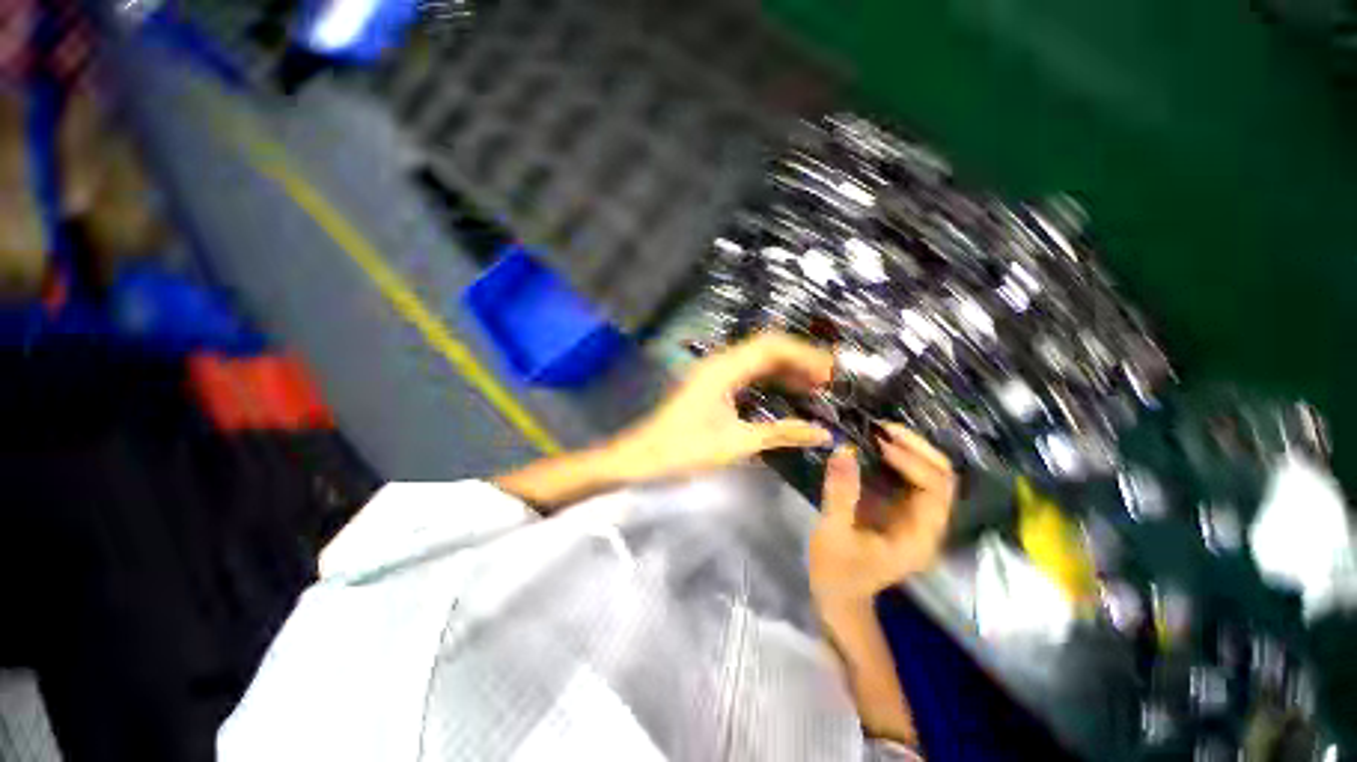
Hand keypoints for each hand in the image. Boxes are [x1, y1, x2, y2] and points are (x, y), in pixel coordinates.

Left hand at [604, 333, 834, 482]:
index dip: (805, 355)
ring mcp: (715, 372)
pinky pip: (748, 373)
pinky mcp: (712, 384)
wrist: (643, 456)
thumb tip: (823, 434)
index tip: (831, 373)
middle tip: (828, 380)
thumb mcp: (737, 444)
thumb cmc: (685, 450)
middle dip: (800, 359)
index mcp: (724, 369)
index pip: (772, 347)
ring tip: (814, 387)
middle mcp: (720, 362)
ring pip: (758, 360)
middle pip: (767, 348)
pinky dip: (770, 379)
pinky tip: (786, 393)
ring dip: (786, 369)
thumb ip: (781, 434)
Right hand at [809, 425, 955, 604]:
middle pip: (942, 477)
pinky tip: (875, 446)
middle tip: (882, 428)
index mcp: (920, 538)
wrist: (839, 597)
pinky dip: (896, 458)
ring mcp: (916, 518)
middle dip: (916, 448)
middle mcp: (928, 525)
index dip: (912, 462)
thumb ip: (840, 492)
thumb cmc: (837, 572)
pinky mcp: (900, 512)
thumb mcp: (834, 533)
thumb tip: (842, 449)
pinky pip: (909, 478)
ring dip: (909, 449)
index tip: (879, 444)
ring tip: (878, 431)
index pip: (936, 490)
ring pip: (929, 474)